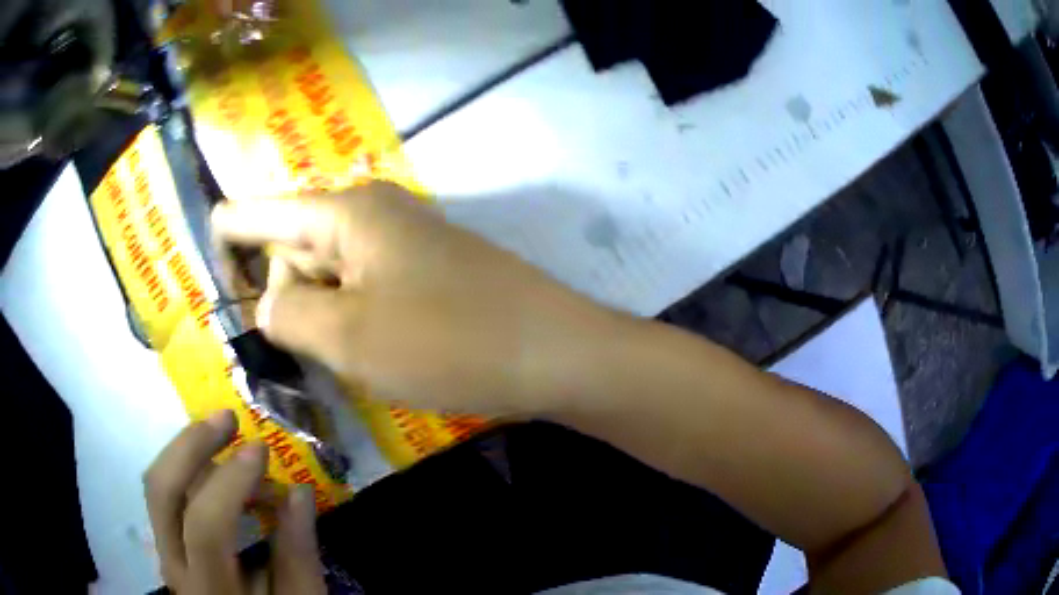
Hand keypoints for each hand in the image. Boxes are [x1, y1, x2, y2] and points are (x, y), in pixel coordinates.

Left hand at [144, 410, 324, 593]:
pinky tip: (211, 462)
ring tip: (219, 431)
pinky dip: (185, 468)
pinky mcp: (166, 543)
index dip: (230, 482)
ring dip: (185, 450)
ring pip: (157, 485)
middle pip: (162, 491)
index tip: (260, 450)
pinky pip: (165, 494)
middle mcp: (173, 564)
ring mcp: (164, 550)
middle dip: (191, 446)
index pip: (205, 526)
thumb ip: (298, 556)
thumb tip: (299, 493)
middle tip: (227, 419)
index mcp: (208, 587)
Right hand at [212, 182, 620, 414]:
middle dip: (282, 295)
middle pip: (292, 245)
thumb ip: (286, 311)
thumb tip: (264, 299)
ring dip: (319, 315)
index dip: (227, 236)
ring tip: (344, 357)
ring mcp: (401, 242)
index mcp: (344, 211)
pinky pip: (361, 288)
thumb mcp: (348, 335)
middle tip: (299, 348)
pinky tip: (368, 352)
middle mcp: (370, 213)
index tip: (205, 258)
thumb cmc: (449, 341)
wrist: (555, 353)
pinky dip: (349, 319)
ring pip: (327, 272)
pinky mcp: (424, 272)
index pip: (259, 212)